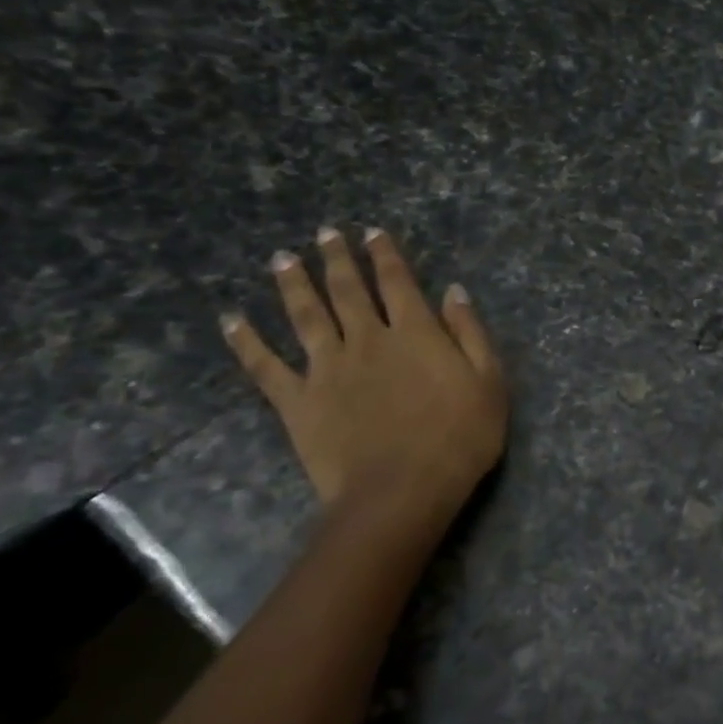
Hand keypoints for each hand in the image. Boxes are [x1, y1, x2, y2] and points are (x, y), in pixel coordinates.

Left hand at [222, 228, 507, 543]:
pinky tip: (232, 320)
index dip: (386, 255)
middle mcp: (367, 339)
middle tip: (325, 234)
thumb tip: (453, 291)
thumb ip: (470, 333)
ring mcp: (327, 368)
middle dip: (338, 259)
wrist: (401, 490)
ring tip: (283, 258)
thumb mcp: (489, 382)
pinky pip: (265, 365)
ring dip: (293, 284)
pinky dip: (247, 341)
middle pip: (348, 290)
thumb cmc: (460, 437)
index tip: (373, 233)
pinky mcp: (297, 401)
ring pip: (305, 315)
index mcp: (416, 332)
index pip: (398, 282)